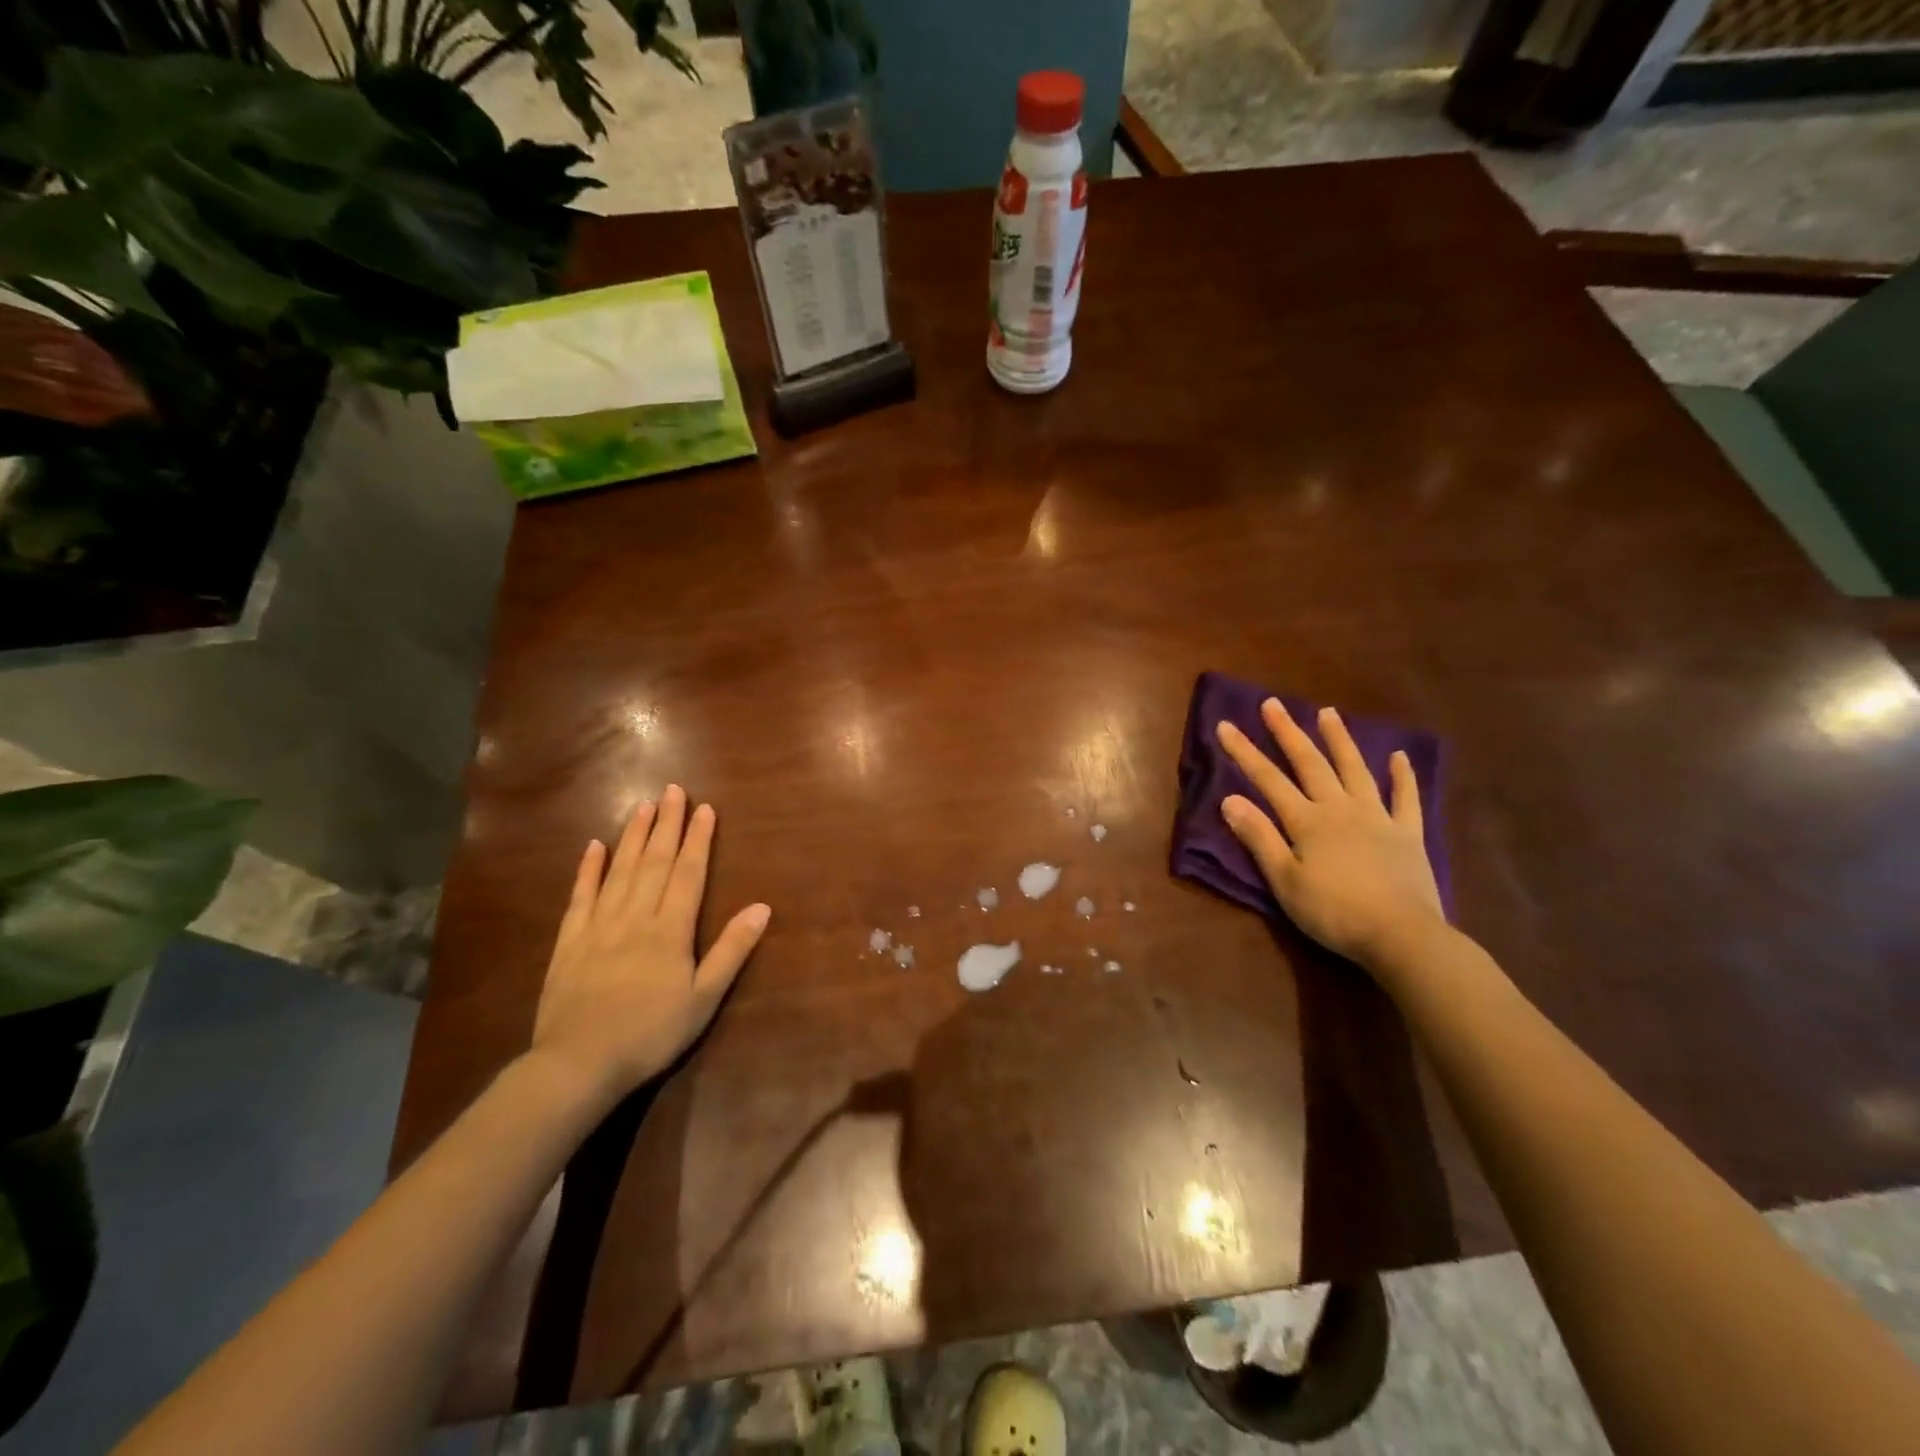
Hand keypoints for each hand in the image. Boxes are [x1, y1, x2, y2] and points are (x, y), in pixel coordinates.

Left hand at [531, 785, 770, 1098]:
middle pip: (654, 862)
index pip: (688, 873)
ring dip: (632, 837)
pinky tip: (593, 847)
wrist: (578, 1064)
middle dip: (666, 825)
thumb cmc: (651, 1032)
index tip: (704, 808)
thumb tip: (762, 907)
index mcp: (670, 930)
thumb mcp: (704, 997)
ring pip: (619, 871)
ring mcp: (598, 926)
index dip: (698, 840)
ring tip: (642, 806)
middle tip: (673, 791)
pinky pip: (580, 897)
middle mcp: (635, 917)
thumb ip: (731, 950)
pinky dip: (587, 870)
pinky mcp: (568, 942)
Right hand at [1216, 700, 1442, 967]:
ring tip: (1327, 712)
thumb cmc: (1333, 912)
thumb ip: (1259, 837)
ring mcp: (1377, 818)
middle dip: (1288, 732)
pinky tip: (1398, 756)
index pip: (1268, 780)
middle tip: (1272, 704)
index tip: (1225, 725)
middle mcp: (1340, 808)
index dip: (1244, 752)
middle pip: (1310, 763)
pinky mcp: (1408, 834)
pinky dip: (1402, 776)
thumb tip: (1230, 799)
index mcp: (1307, 821)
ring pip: (1355, 770)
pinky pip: (1406, 799)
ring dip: (1339, 740)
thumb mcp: (1285, 880)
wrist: (1401, 936)